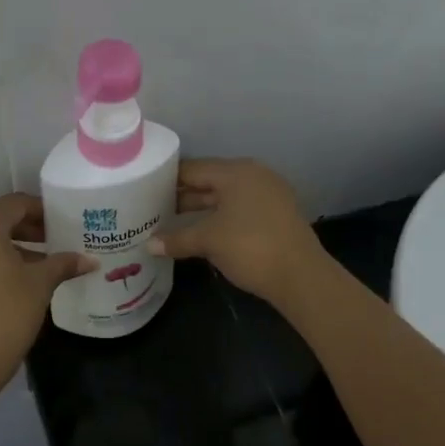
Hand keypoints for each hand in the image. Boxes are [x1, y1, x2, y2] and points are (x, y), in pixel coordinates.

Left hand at [0, 194, 92, 396]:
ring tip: (43, 265)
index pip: (16, 204)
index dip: (43, 211)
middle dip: (29, 230)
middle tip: (58, 242)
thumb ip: (63, 264)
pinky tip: (17, 281)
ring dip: (13, 247)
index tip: (64, 224)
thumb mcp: (39, 286)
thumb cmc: (5, 316)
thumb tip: (89, 260)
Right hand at [149, 158, 327, 306]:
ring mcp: (268, 195)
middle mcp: (253, 176)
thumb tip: (149, 245)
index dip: (167, 179)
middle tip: (153, 208)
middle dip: (182, 195)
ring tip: (171, 221)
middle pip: (209, 181)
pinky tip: (202, 232)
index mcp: (236, 172)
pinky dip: (219, 218)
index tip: (143, 190)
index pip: (193, 168)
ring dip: (200, 209)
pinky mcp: (276, 215)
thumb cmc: (250, 247)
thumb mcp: (208, 241)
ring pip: (224, 197)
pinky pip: (239, 209)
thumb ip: (177, 239)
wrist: (300, 276)